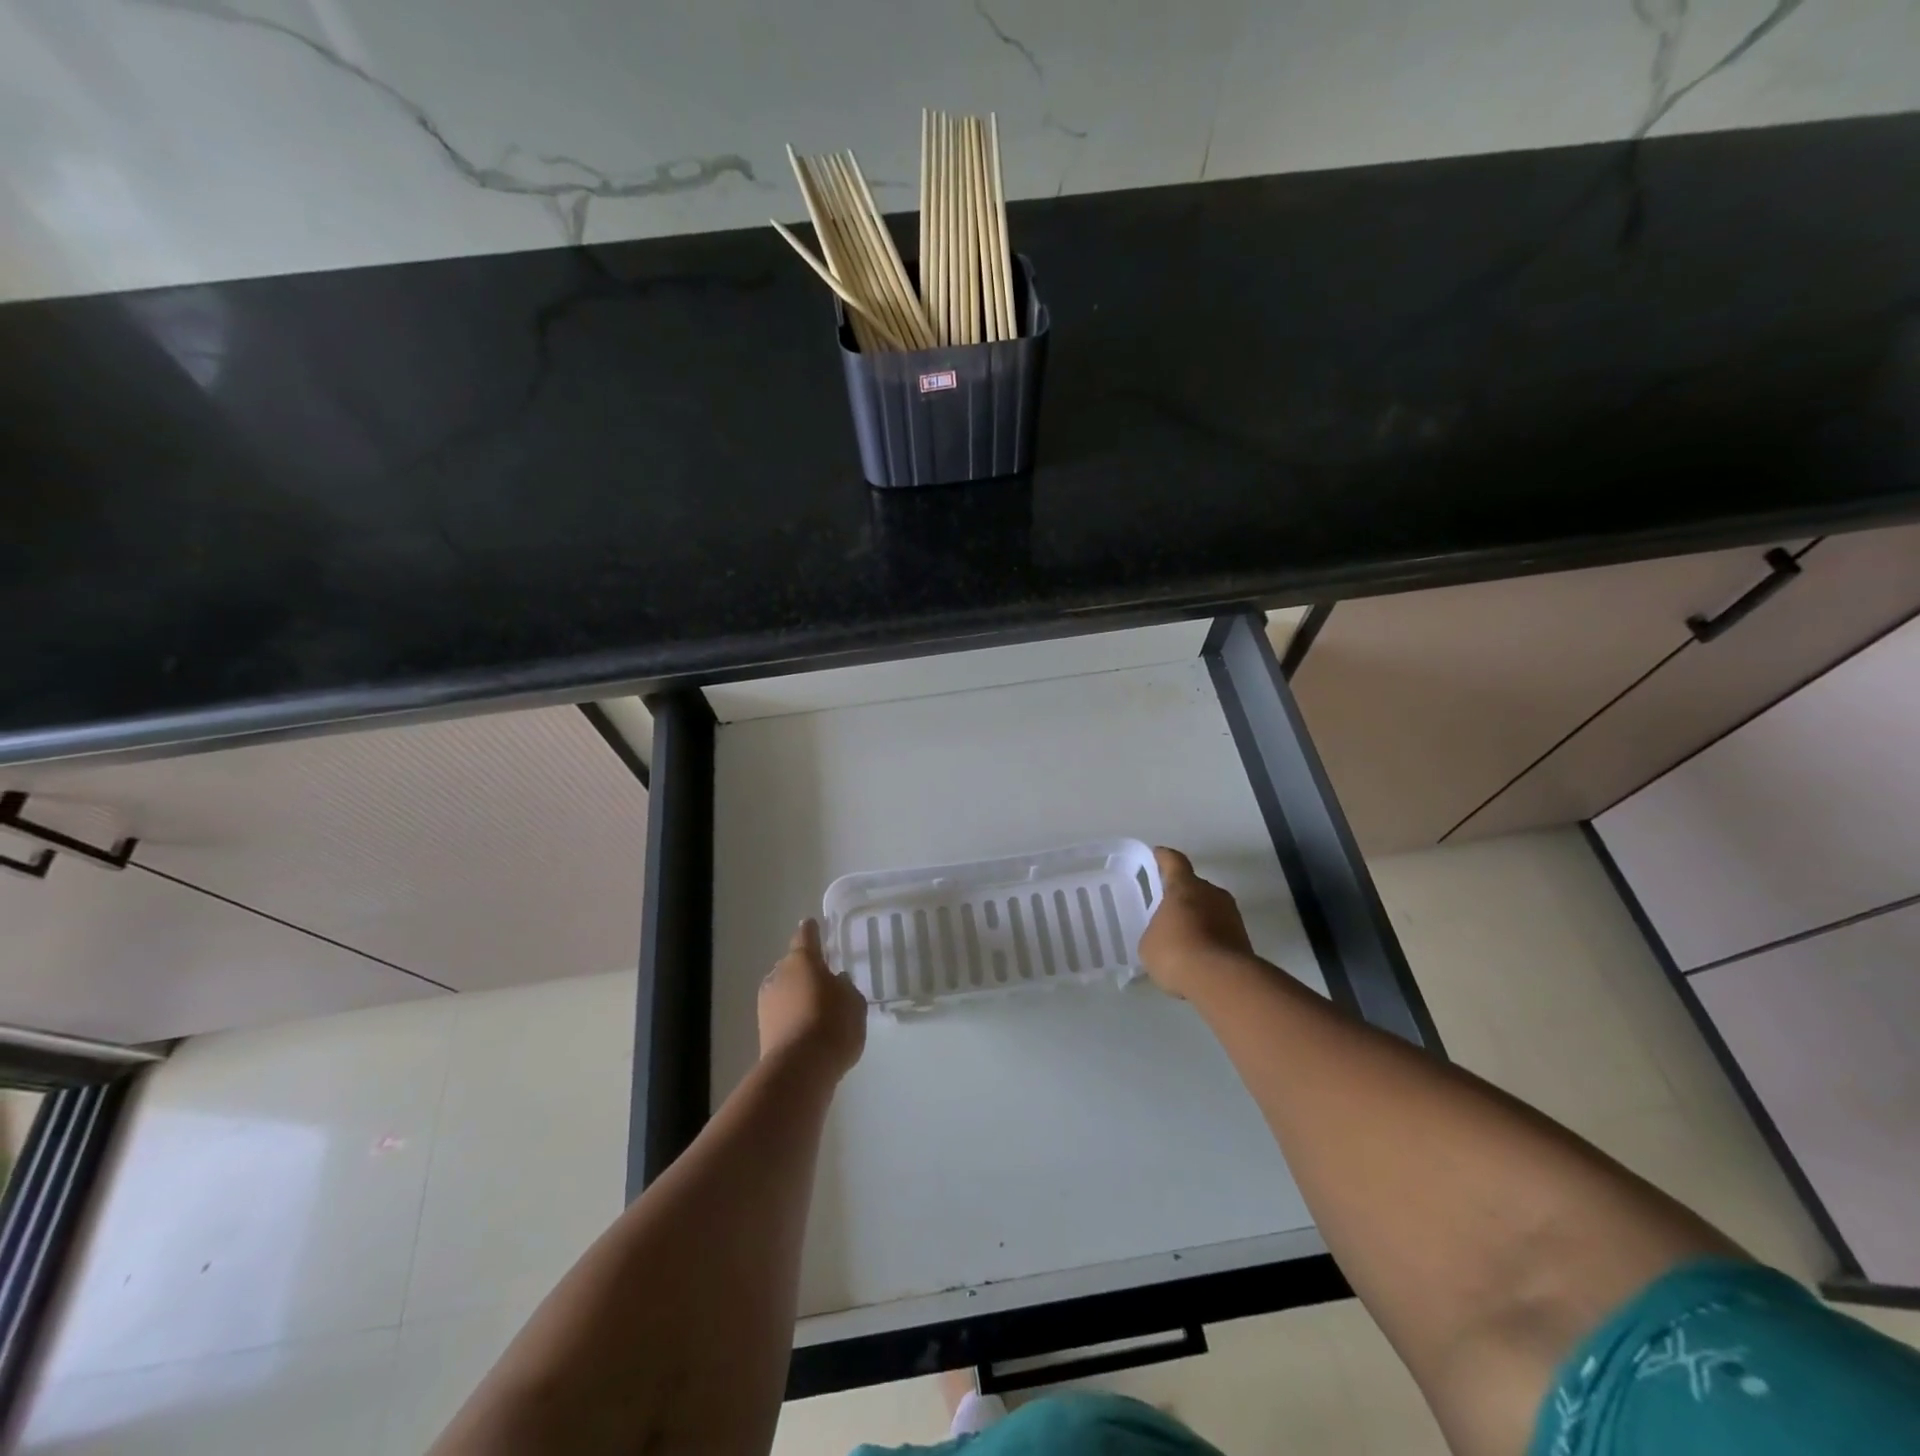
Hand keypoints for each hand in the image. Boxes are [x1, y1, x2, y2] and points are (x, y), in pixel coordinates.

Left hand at [759, 919, 866, 1079]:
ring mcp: (767, 1002)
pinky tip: (807, 1028)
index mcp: (803, 960)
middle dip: (805, 969)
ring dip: (796, 994)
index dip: (811, 930)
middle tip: (823, 979)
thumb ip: (845, 986)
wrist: (800, 1068)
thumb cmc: (833, 1024)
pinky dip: (792, 1015)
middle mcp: (779, 974)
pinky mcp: (762, 1029)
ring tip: (816, 1008)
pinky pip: (781, 1012)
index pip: (806, 936)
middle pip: (792, 965)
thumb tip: (835, 980)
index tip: (812, 923)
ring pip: (784, 989)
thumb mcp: (853, 1002)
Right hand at [1138, 847, 1255, 999]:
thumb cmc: (1176, 951)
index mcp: (1184, 886)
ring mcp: (1232, 915)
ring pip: (1210, 910)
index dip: (1164, 858)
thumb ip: (1156, 931)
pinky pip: (1221, 932)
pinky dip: (1210, 940)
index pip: (1174, 861)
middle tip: (1167, 911)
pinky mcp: (1244, 939)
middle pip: (1195, 887)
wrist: (1222, 980)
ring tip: (1183, 939)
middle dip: (1182, 897)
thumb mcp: (1150, 943)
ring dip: (1198, 919)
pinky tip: (1198, 958)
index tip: (1158, 855)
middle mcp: (1211, 893)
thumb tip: (1165, 935)